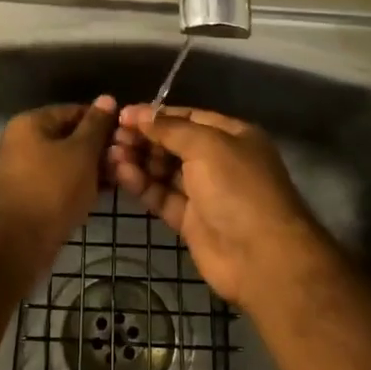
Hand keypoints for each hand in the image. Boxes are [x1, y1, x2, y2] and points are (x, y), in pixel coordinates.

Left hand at [0, 97, 117, 262]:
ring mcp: (19, 171)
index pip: (72, 111)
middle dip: (96, 148)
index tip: (126, 136)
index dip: (102, 121)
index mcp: (29, 123)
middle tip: (124, 160)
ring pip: (63, 162)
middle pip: (66, 137)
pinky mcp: (25, 197)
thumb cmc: (52, 189)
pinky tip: (97, 196)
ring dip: (88, 169)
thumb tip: (106, 98)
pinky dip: (74, 186)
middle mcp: (19, 142)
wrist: (17, 244)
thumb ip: (96, 125)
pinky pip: (55, 183)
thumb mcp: (81, 153)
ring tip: (117, 179)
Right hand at [108, 104, 325, 307]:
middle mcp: (219, 161)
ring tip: (109, 154)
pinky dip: (141, 185)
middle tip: (111, 136)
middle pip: (173, 144)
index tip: (123, 115)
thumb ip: (169, 128)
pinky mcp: (191, 221)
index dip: (156, 115)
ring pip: (164, 171)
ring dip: (138, 161)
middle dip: (143, 138)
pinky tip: (120, 173)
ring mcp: (205, 193)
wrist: (261, 257)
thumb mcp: (206, 145)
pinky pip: (162, 196)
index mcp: (232, 136)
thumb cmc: (237, 188)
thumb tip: (136, 112)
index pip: (188, 118)